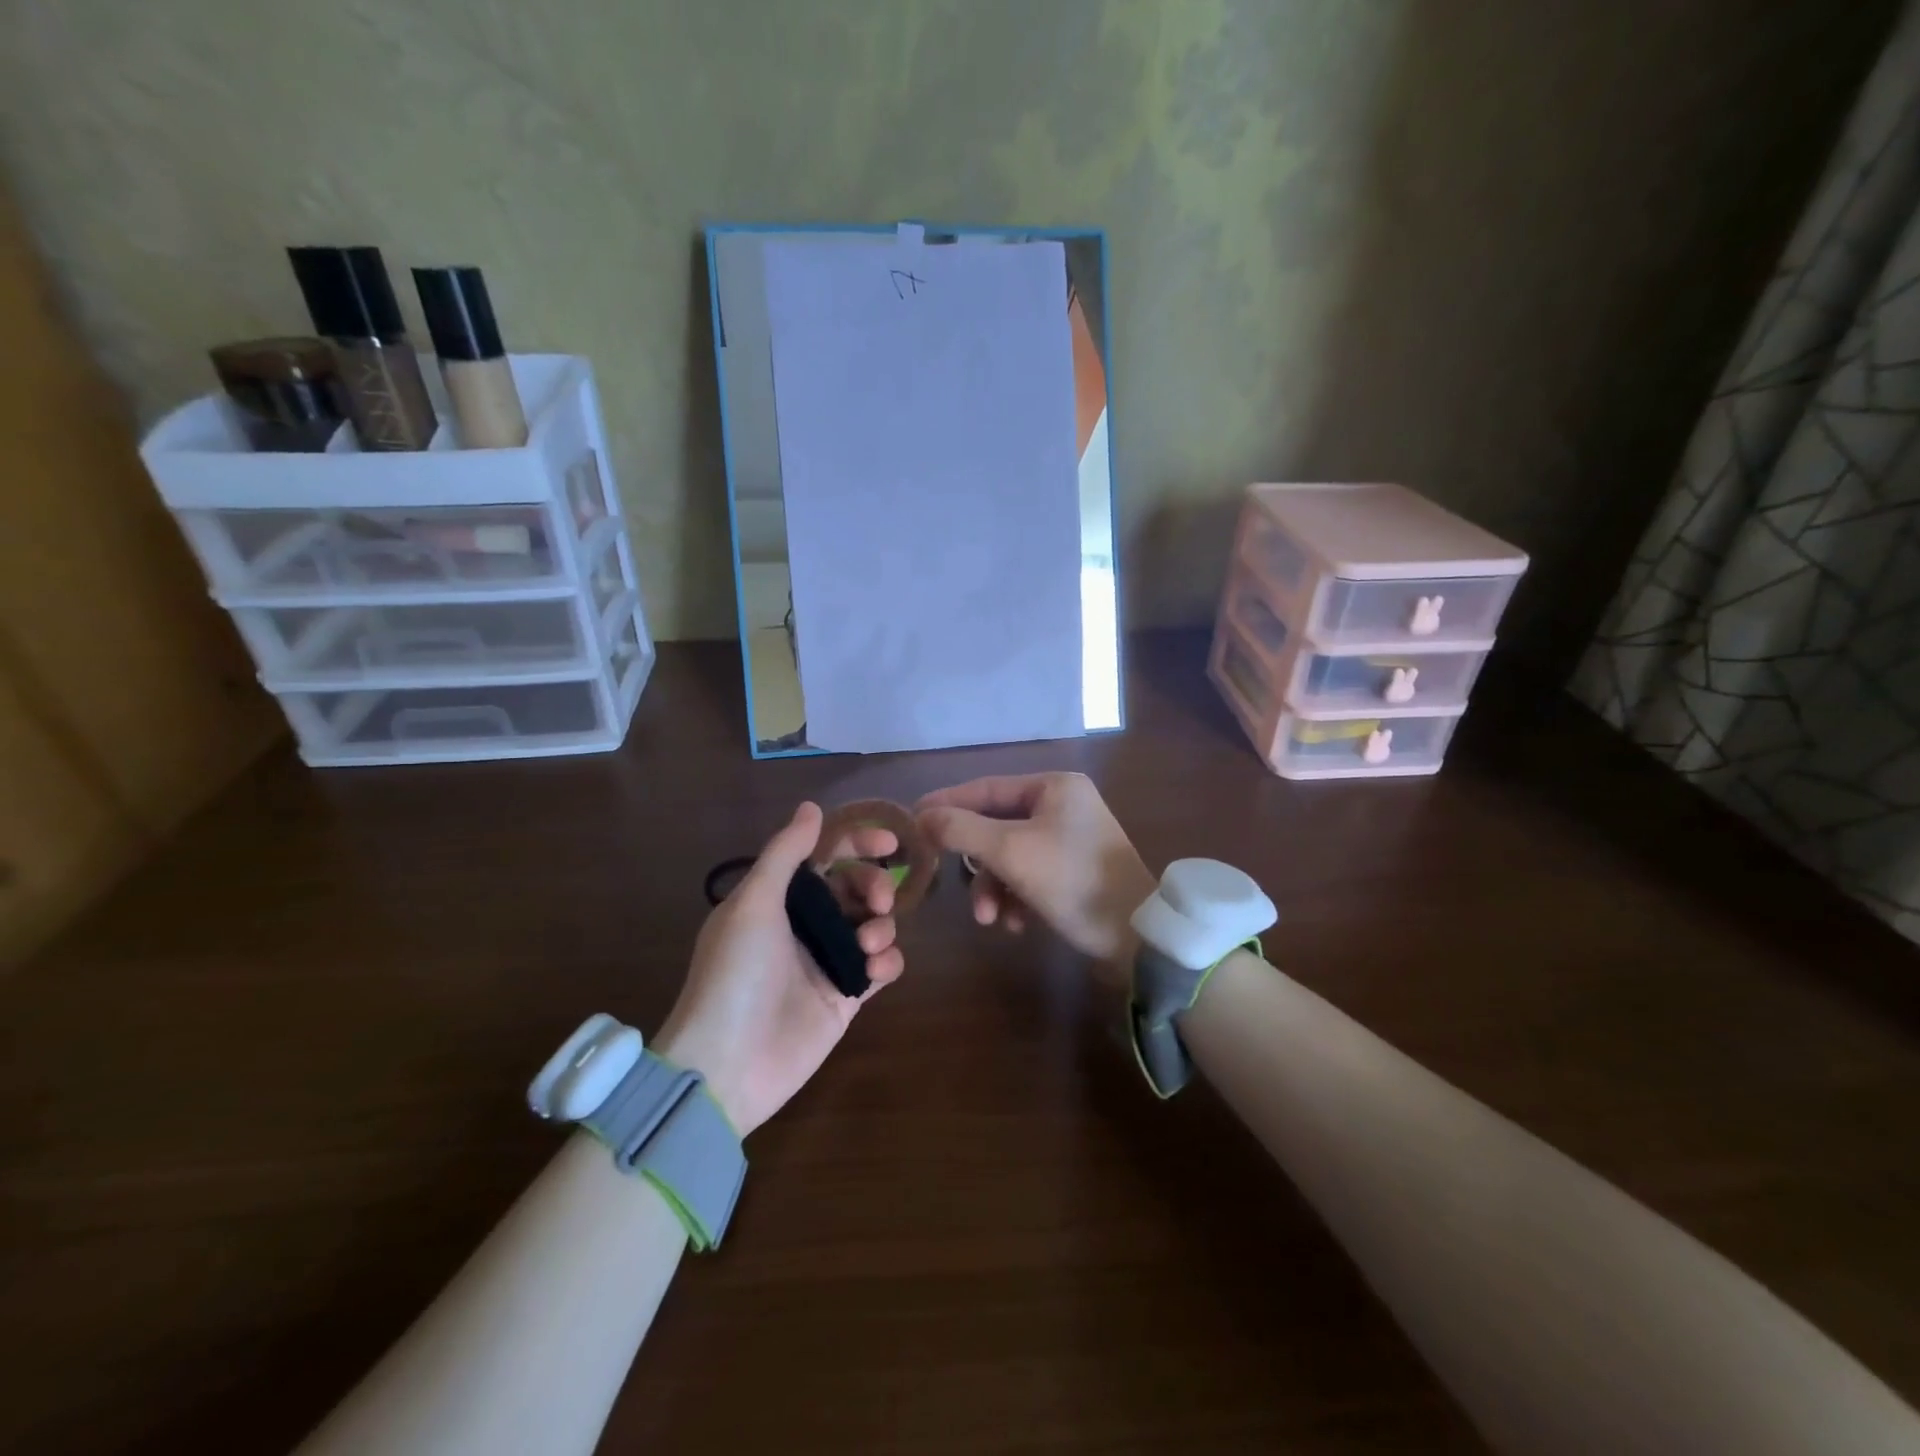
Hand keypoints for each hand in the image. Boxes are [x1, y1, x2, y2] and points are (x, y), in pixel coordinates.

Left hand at [654, 803, 905, 1135]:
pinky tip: (874, 972)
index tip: (890, 843)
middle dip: (874, 885)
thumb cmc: (735, 974)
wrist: (727, 1065)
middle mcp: (805, 924)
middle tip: (879, 900)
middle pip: (856, 887)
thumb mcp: (753, 903)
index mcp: (779, 897)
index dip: (857, 843)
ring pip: (873, 924)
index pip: (825, 856)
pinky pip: (881, 967)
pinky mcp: (846, 996)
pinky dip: (887, 962)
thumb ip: (785, 852)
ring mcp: (827, 961)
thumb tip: (812, 806)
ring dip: (882, 925)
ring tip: (867, 945)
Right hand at [916, 773, 1155, 964]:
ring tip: (990, 919)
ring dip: (994, 887)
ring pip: (1010, 855)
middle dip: (976, 862)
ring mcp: (1071, 838)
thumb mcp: (1011, 853)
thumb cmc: (1073, 882)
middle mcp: (1063, 804)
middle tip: (947, 881)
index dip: (946, 804)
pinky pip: (1030, 874)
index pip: (985, 788)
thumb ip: (962, 830)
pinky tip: (1017, 924)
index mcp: (1054, 786)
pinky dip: (1017, 897)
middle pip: (996, 825)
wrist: (1136, 938)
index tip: (911, 821)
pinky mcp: (1074, 870)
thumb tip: (921, 817)